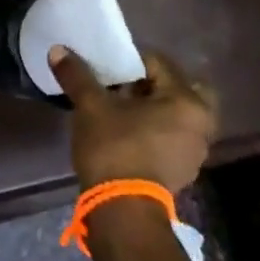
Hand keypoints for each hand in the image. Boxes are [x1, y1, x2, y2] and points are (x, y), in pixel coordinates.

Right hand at [49, 46, 218, 194]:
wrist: (123, 210)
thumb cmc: (114, 148)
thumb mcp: (91, 106)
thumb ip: (77, 75)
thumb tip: (58, 50)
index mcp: (186, 101)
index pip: (158, 63)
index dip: (129, 60)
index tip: (107, 68)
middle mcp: (201, 123)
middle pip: (180, 88)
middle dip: (155, 82)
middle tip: (125, 85)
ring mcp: (196, 150)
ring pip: (178, 113)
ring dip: (156, 106)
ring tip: (123, 107)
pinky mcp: (184, 169)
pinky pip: (174, 135)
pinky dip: (157, 127)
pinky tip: (130, 131)